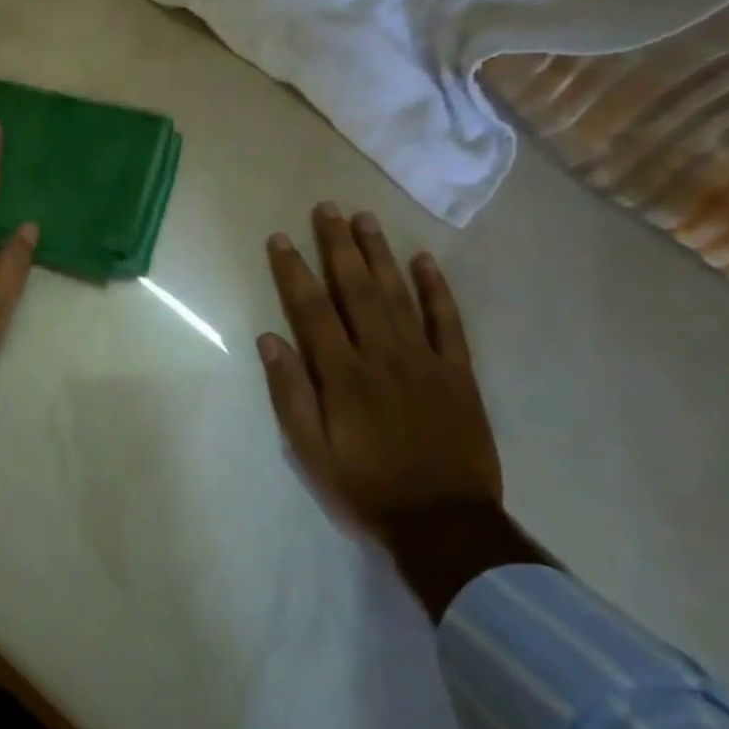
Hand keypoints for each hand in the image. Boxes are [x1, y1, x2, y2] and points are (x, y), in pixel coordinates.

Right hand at [259, 203, 501, 542]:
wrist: (443, 520)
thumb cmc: (365, 486)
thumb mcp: (311, 451)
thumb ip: (291, 393)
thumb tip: (270, 339)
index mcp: (342, 374)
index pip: (312, 310)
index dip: (294, 271)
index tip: (280, 239)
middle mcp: (382, 355)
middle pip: (356, 289)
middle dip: (337, 246)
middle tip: (326, 208)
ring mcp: (425, 359)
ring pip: (399, 294)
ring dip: (379, 254)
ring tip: (365, 219)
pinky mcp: (458, 371)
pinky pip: (448, 321)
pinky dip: (436, 289)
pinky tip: (424, 260)